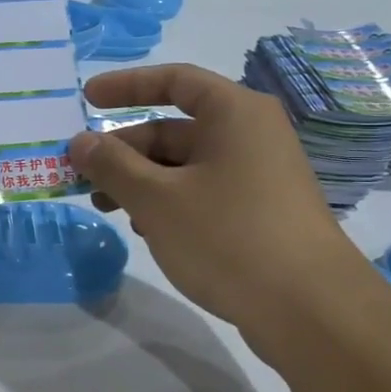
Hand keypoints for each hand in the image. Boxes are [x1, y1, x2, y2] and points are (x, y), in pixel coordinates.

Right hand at [67, 64, 355, 327]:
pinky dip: (169, 202)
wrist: (310, 310)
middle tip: (84, 176)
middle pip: (174, 129)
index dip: (126, 85)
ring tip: (108, 208)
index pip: (174, 81)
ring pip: (185, 166)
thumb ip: (112, 166)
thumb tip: (80, 142)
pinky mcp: (261, 213)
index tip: (87, 99)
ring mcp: (259, 176)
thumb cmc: (228, 237)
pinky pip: (204, 192)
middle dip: (125, 151)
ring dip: (141, 181)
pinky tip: (148, 230)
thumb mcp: (157, 199)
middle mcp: (251, 135)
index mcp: (234, 113)